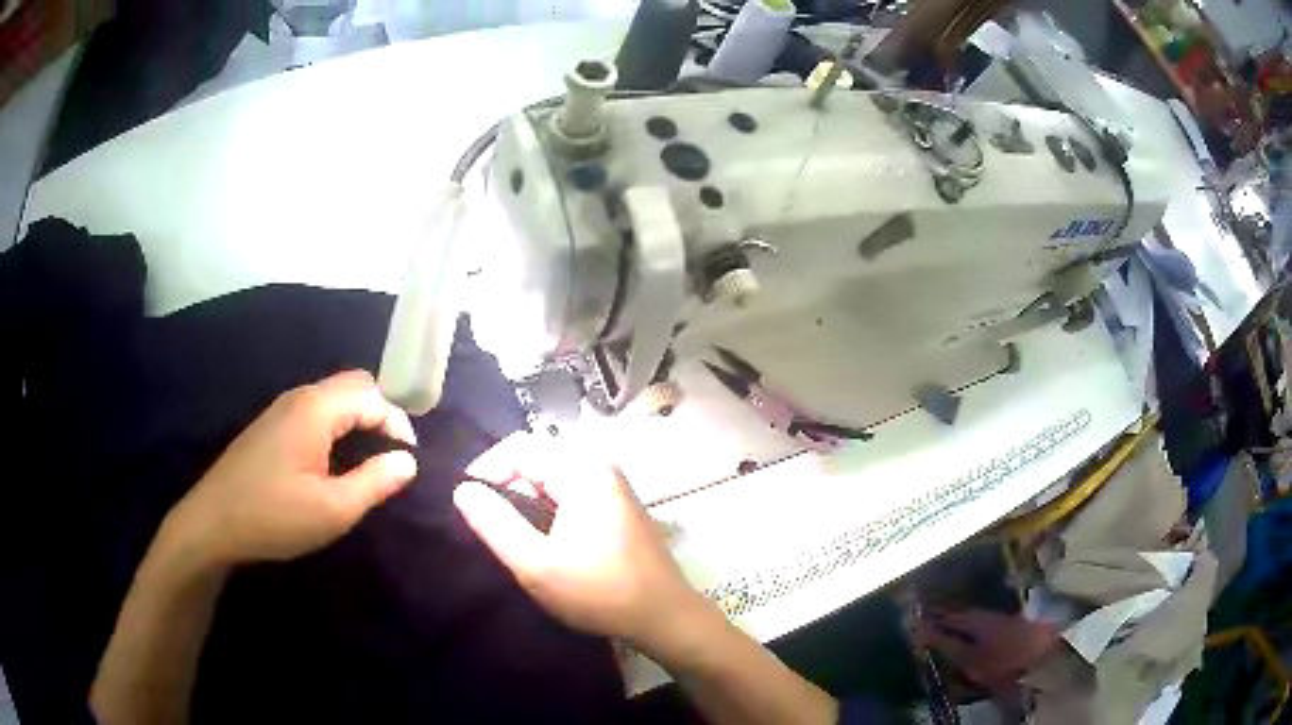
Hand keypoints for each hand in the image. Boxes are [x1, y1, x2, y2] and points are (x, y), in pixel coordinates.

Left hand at [169, 370, 418, 566]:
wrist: (213, 523)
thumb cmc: (275, 516)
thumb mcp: (333, 509)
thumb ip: (376, 482)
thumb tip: (408, 461)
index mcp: (316, 409)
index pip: (372, 395)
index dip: (397, 423)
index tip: (409, 459)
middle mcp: (299, 397)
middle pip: (352, 386)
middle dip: (380, 412)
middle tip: (393, 453)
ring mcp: (280, 409)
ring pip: (332, 398)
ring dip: (358, 419)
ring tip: (370, 458)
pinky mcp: (270, 426)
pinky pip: (314, 411)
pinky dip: (336, 425)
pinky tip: (334, 460)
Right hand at [454, 433, 710, 655]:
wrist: (664, 616)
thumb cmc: (599, 592)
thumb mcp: (536, 565)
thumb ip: (495, 524)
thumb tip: (463, 489)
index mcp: (583, 470)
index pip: (520, 447)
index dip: (487, 469)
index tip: (468, 504)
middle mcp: (601, 467)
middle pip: (538, 457)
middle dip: (506, 484)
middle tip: (488, 522)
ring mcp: (613, 486)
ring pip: (553, 476)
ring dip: (526, 497)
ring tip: (510, 532)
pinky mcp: (617, 506)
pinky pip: (571, 491)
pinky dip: (547, 506)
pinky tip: (541, 537)